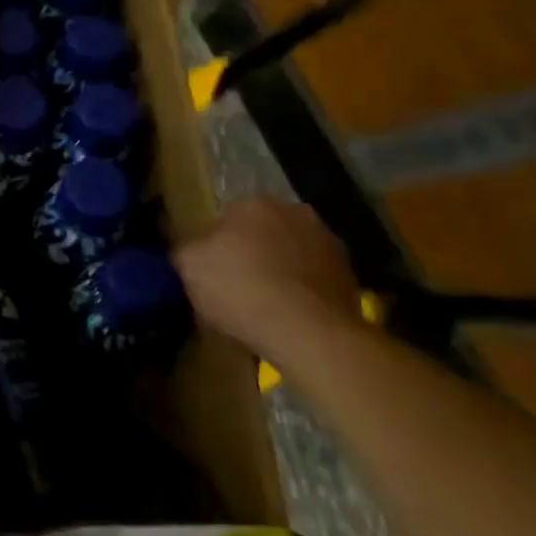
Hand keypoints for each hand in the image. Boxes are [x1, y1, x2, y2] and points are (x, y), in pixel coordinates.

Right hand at [175, 197, 362, 363]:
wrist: (309, 332)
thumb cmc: (241, 289)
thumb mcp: (189, 266)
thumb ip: (185, 249)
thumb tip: (188, 248)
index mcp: (254, 203)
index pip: (227, 218)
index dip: (217, 246)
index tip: (213, 272)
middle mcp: (294, 212)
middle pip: (263, 232)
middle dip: (253, 252)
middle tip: (239, 286)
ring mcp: (328, 243)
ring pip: (292, 253)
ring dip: (282, 270)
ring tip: (268, 305)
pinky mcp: (351, 276)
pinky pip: (315, 279)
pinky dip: (304, 292)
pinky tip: (292, 316)